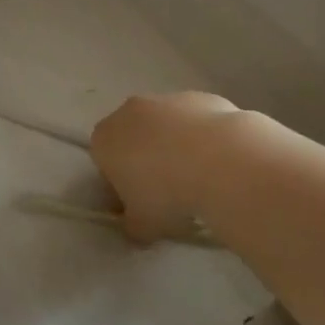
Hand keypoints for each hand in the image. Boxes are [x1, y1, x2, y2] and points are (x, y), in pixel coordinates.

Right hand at [90, 92, 248, 243]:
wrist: (220, 161)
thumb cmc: (167, 194)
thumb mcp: (142, 226)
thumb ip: (132, 225)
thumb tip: (137, 228)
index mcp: (105, 139)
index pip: (104, 162)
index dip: (120, 185)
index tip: (140, 205)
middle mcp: (129, 112)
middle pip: (132, 137)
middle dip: (146, 160)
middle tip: (168, 192)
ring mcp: (166, 99)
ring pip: (165, 126)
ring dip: (175, 146)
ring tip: (201, 178)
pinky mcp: (200, 96)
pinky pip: (196, 121)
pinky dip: (203, 137)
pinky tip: (221, 162)